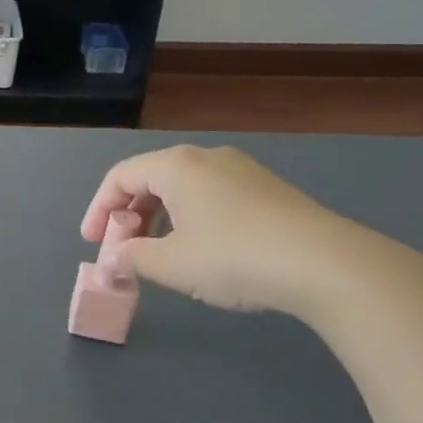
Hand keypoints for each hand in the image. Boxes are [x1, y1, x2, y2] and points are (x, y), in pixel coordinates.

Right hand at [81, 145, 366, 316]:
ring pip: (183, 188)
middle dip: (129, 215)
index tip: (94, 243)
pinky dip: (191, 218)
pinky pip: (212, 196)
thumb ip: (131, 259)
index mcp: (175, 166)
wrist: (328, 265)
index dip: (98, 210)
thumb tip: (112, 262)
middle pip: (150, 179)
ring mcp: (242, 170)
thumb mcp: (171, 264)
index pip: (119, 177)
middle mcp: (205, 157)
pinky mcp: (268, 190)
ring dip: (160, 219)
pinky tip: (203, 250)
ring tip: (161, 254)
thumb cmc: (234, 257)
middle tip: (124, 249)